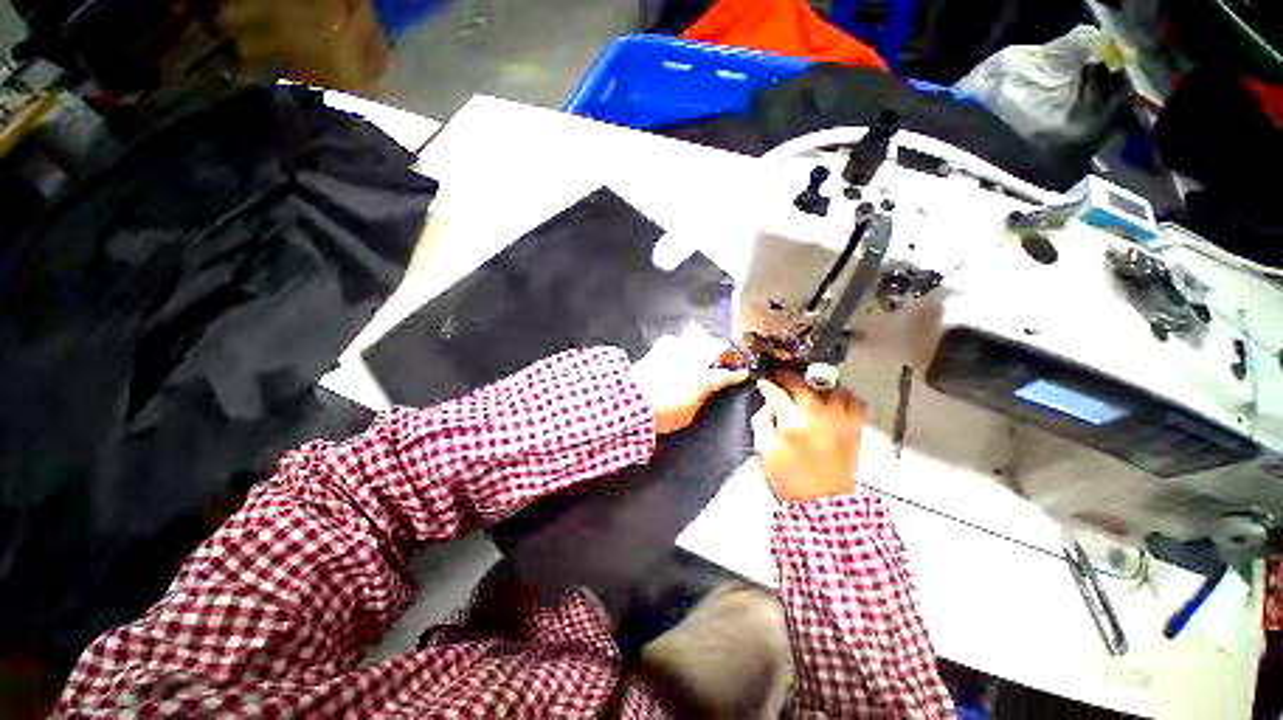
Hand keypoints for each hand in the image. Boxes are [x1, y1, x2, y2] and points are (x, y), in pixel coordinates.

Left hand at [632, 335, 748, 435]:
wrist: (631, 403)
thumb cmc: (659, 414)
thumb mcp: (687, 416)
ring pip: (697, 336)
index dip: (737, 375)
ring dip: (706, 342)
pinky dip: (677, 344)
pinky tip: (677, 349)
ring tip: (707, 350)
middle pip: (717, 346)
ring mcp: (675, 353)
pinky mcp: (658, 351)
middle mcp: (692, 361)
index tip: (742, 374)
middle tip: (730, 358)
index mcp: (702, 380)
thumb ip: (699, 400)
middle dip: (728, 351)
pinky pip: (671, 340)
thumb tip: (704, 393)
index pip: (726, 375)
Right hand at [752, 373, 863, 502]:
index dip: (767, 384)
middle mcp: (820, 416)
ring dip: (814, 386)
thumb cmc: (789, 478)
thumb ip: (762, 423)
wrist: (823, 502)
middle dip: (786, 378)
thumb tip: (769, 405)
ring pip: (829, 387)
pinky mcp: (854, 427)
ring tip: (805, 390)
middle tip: (778, 379)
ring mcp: (840, 420)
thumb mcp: (764, 452)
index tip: (762, 382)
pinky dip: (841, 396)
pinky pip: (853, 400)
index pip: (777, 393)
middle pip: (801, 385)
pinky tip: (830, 400)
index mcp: (794, 423)